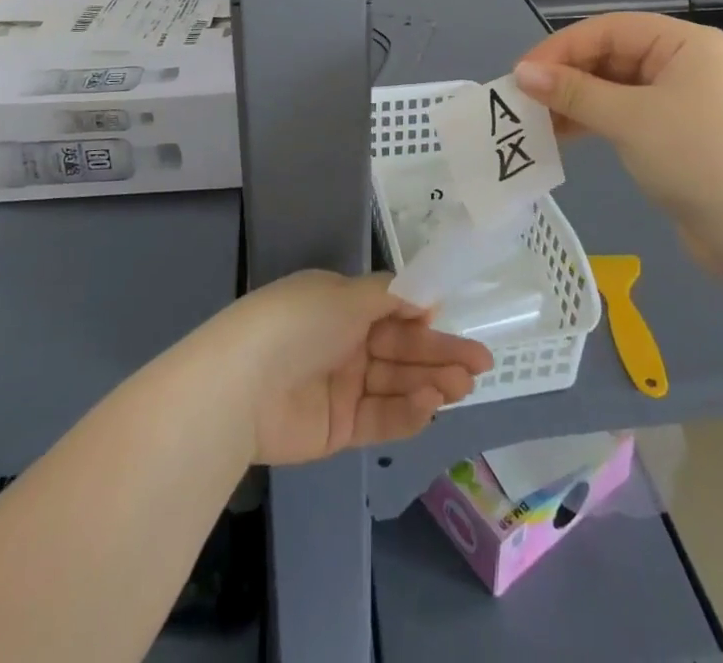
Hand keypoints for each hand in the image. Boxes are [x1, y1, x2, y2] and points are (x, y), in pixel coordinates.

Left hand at [217, 271, 493, 465]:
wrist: (243, 384)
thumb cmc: (298, 322)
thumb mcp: (345, 295)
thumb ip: (389, 296)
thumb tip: (424, 299)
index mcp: (341, 305)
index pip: (393, 311)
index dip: (424, 319)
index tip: (454, 325)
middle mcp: (343, 342)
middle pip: (400, 348)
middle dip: (439, 354)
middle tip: (479, 365)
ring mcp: (341, 386)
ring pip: (395, 383)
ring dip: (430, 382)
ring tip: (462, 386)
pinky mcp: (337, 428)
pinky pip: (379, 418)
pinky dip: (406, 412)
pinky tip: (430, 405)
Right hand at [512, 12, 722, 261]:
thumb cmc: (699, 160)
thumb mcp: (630, 120)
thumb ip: (573, 93)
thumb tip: (521, 73)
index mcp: (684, 43)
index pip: (609, 30)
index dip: (561, 48)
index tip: (521, 73)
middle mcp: (685, 63)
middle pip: (612, 56)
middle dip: (567, 76)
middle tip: (524, 99)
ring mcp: (683, 100)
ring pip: (615, 88)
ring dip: (576, 102)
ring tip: (536, 121)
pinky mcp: (678, 135)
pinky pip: (626, 115)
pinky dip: (595, 122)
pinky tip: (564, 136)